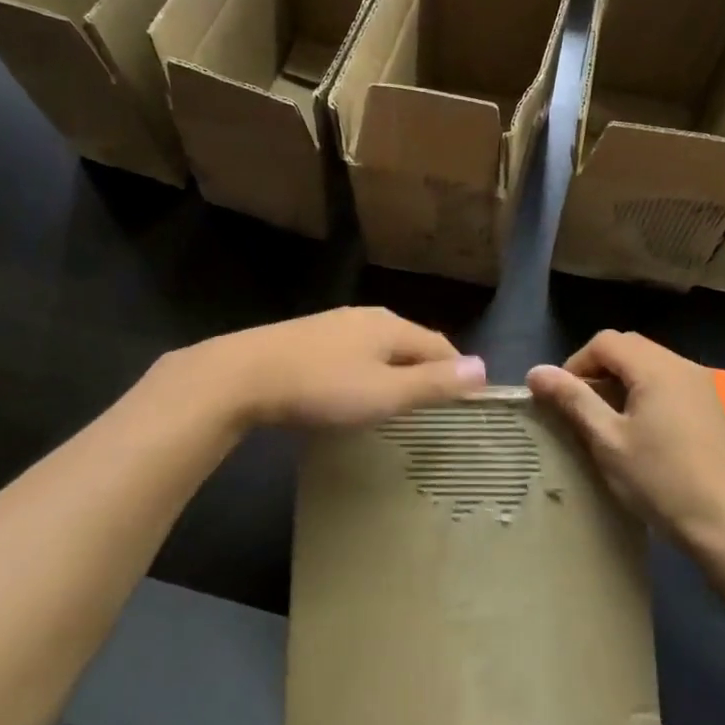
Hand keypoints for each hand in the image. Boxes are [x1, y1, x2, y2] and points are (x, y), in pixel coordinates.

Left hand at [178, 307, 486, 429]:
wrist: (242, 376)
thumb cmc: (322, 388)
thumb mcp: (385, 392)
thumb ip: (433, 382)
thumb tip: (483, 368)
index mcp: (391, 325)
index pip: (440, 345)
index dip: (457, 372)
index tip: (466, 402)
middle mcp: (365, 317)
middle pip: (409, 342)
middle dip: (426, 370)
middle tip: (434, 407)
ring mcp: (332, 324)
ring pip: (378, 347)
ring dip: (394, 371)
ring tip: (398, 402)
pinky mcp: (305, 338)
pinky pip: (351, 353)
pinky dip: (364, 371)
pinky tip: (352, 391)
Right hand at [527, 332, 724, 563]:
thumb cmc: (661, 481)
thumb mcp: (607, 441)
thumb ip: (573, 400)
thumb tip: (535, 371)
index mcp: (656, 368)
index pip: (605, 342)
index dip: (576, 364)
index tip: (562, 399)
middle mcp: (683, 366)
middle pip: (629, 347)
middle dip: (598, 369)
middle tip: (581, 408)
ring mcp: (703, 387)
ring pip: (651, 365)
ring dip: (622, 382)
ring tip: (607, 421)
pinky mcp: (713, 409)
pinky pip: (670, 383)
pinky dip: (646, 393)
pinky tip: (641, 431)